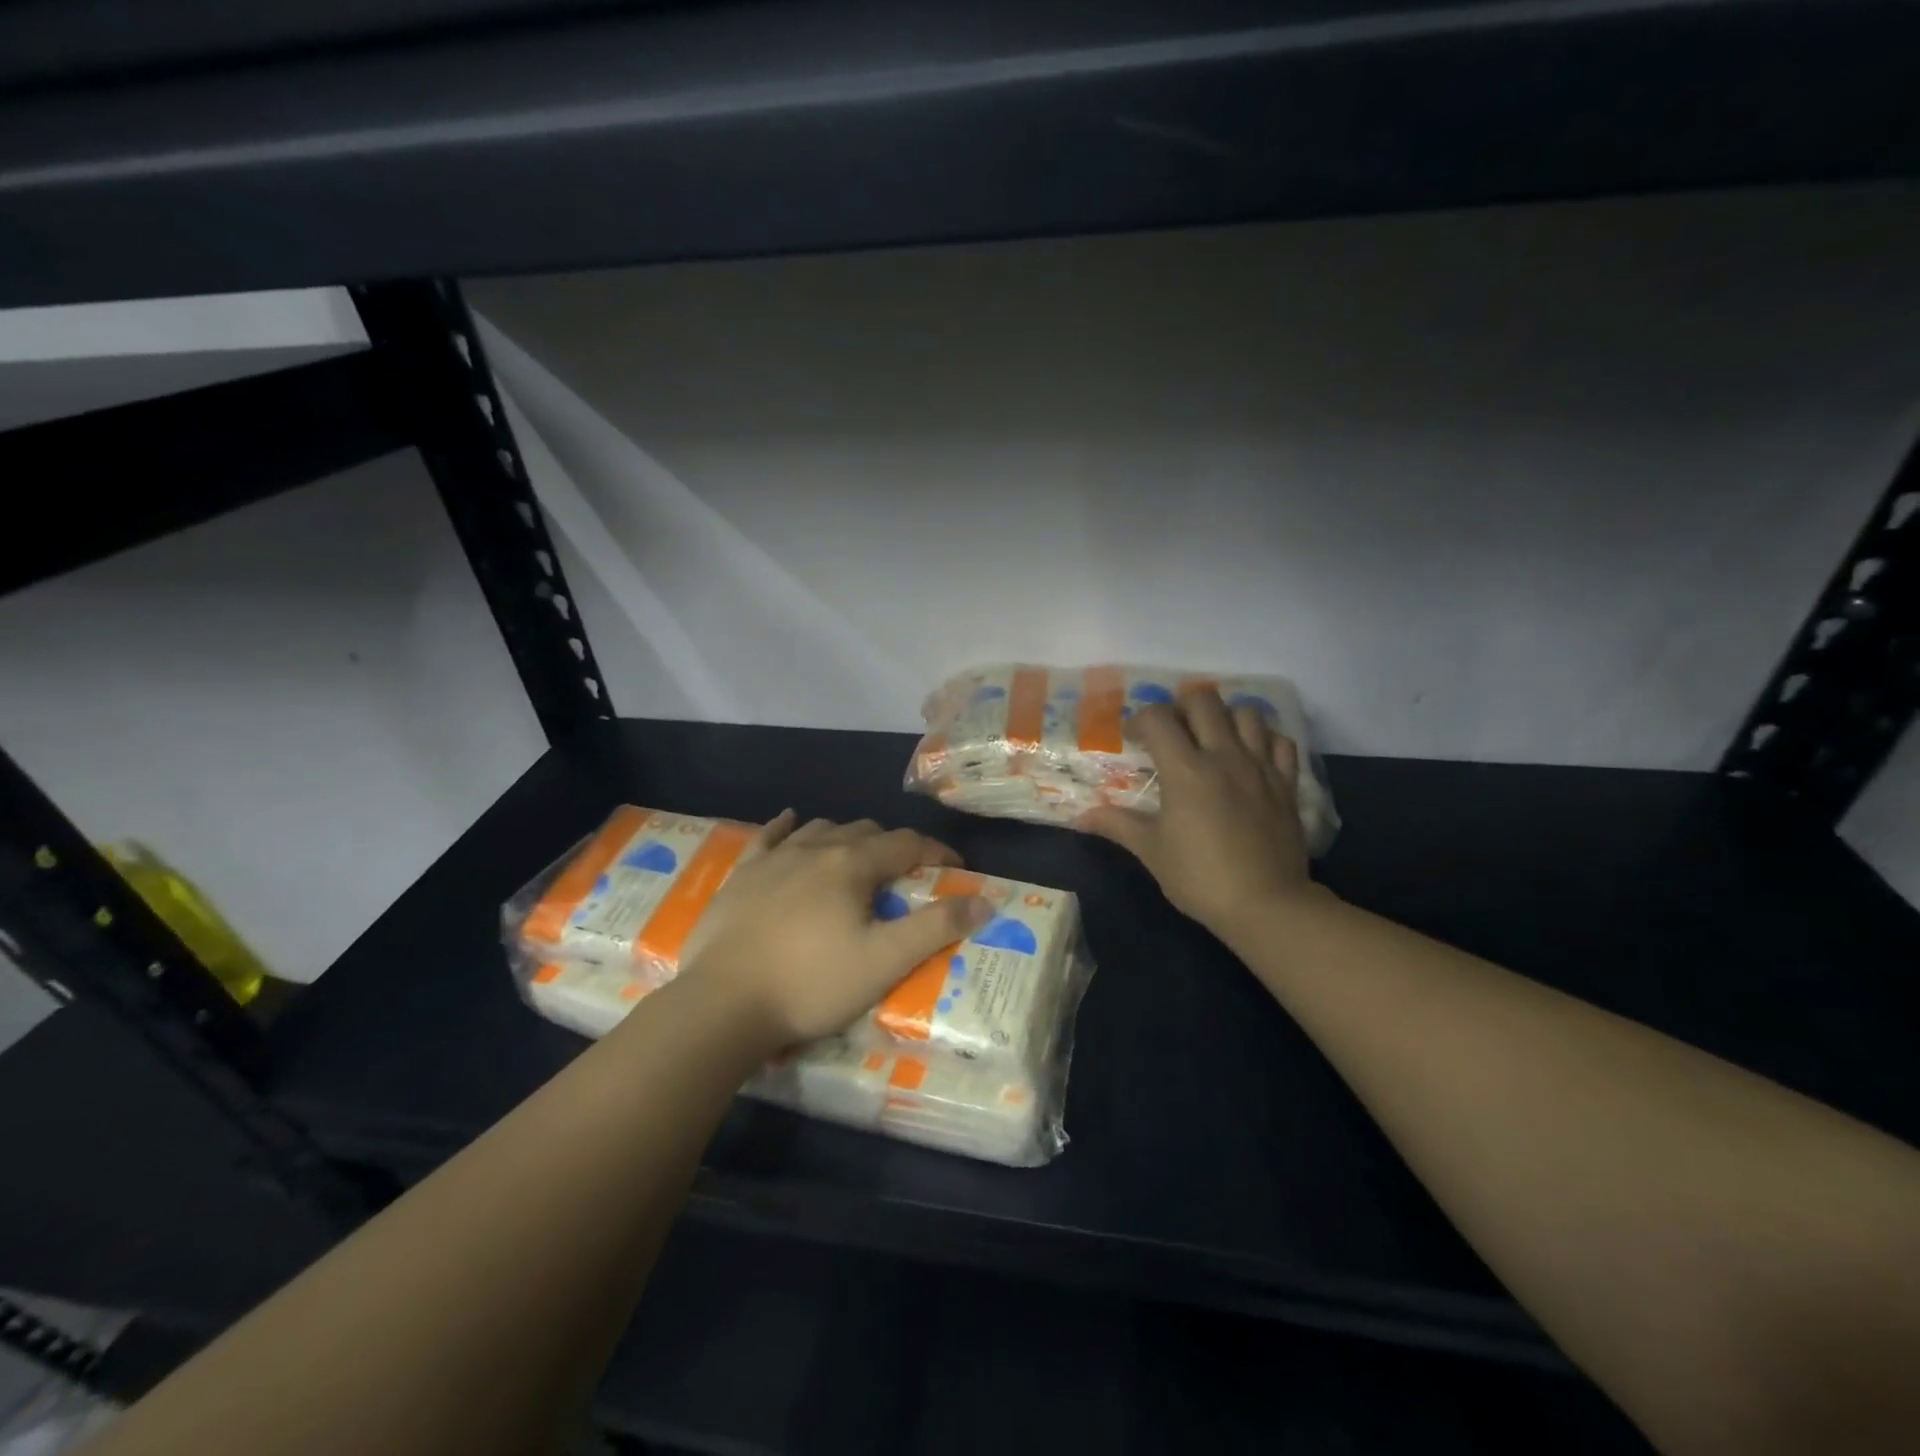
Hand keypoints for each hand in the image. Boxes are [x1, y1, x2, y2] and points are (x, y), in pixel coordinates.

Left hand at [681, 812, 992, 1049]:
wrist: (723, 1004)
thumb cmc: (811, 984)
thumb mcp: (884, 962)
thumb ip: (936, 928)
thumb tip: (984, 901)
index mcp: (852, 865)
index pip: (906, 844)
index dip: (935, 851)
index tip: (954, 867)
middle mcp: (814, 849)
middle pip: (864, 831)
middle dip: (892, 845)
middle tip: (905, 875)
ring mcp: (773, 859)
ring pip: (819, 829)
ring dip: (845, 837)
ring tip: (856, 857)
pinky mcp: (741, 876)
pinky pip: (768, 837)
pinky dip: (786, 827)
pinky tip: (790, 821)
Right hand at [1078, 689, 1327, 936]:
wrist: (1265, 904)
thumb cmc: (1200, 877)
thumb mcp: (1151, 851)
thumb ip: (1117, 825)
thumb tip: (1082, 816)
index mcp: (1186, 770)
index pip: (1158, 718)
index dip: (1140, 720)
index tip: (1134, 740)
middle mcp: (1224, 756)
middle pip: (1204, 701)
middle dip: (1181, 707)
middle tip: (1173, 732)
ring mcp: (1260, 766)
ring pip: (1246, 713)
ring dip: (1225, 718)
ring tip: (1212, 739)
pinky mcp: (1286, 783)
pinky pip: (1280, 742)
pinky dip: (1264, 739)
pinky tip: (1251, 755)